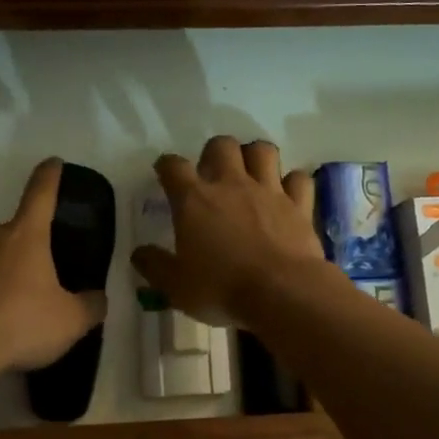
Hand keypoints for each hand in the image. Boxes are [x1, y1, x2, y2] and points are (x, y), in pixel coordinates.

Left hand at [0, 158, 107, 371]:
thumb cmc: (21, 322)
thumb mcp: (71, 320)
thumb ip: (89, 306)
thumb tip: (97, 299)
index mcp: (25, 236)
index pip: (40, 195)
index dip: (49, 177)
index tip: (52, 162)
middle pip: (3, 226)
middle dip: (15, 238)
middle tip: (30, 265)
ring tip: (7, 298)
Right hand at [131, 136, 329, 324]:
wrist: (281, 293)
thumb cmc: (221, 289)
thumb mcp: (175, 287)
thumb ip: (155, 266)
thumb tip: (139, 253)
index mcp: (194, 200)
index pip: (173, 166)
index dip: (166, 166)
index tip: (165, 174)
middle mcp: (231, 185)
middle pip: (221, 145)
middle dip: (215, 153)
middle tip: (213, 174)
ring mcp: (268, 191)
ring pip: (263, 150)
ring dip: (255, 156)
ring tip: (251, 174)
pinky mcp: (298, 205)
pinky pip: (299, 179)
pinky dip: (293, 183)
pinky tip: (288, 194)